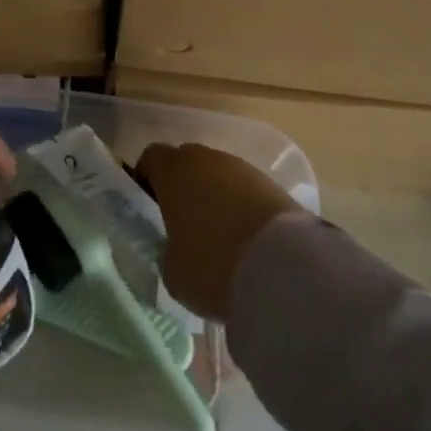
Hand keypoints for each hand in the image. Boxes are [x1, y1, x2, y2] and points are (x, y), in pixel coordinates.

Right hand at [137, 143, 299, 322]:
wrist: (284, 268)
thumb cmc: (212, 265)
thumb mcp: (173, 272)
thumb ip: (167, 253)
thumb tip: (176, 250)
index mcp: (172, 170)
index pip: (151, 158)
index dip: (147, 179)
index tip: (149, 206)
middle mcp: (205, 159)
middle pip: (186, 162)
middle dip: (183, 186)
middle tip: (184, 223)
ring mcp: (241, 168)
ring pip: (218, 175)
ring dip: (215, 196)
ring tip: (221, 236)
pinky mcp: (272, 184)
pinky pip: (245, 190)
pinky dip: (242, 207)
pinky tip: (247, 240)